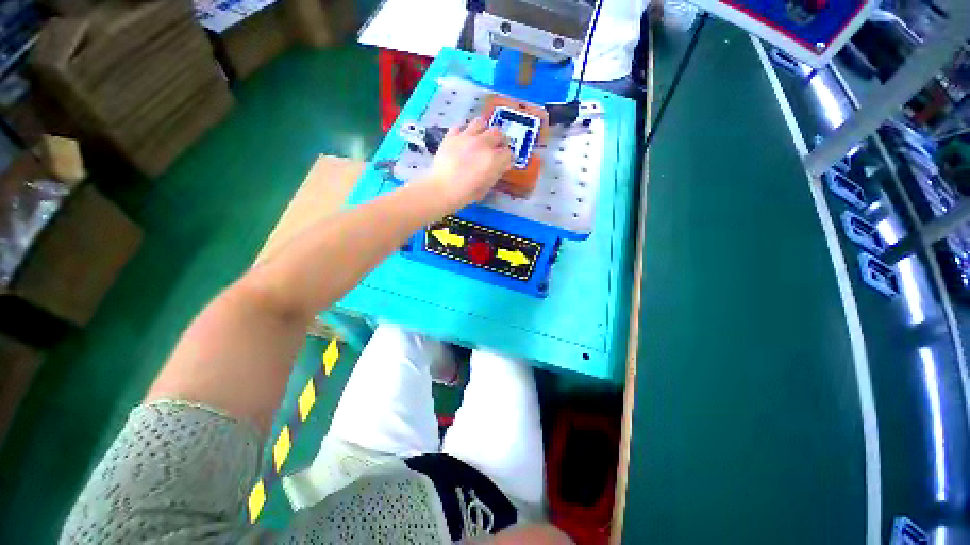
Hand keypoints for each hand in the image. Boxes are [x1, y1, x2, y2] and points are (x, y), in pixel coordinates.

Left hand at [425, 117, 512, 209]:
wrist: (442, 189)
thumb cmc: (466, 193)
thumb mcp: (486, 187)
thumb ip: (496, 173)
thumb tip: (502, 165)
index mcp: (494, 159)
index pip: (508, 152)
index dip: (507, 157)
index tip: (503, 162)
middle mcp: (483, 143)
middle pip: (498, 133)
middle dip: (499, 140)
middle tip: (495, 148)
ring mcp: (466, 137)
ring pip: (481, 122)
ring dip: (483, 130)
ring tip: (480, 138)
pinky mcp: (452, 135)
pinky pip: (460, 126)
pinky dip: (464, 131)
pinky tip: (463, 139)